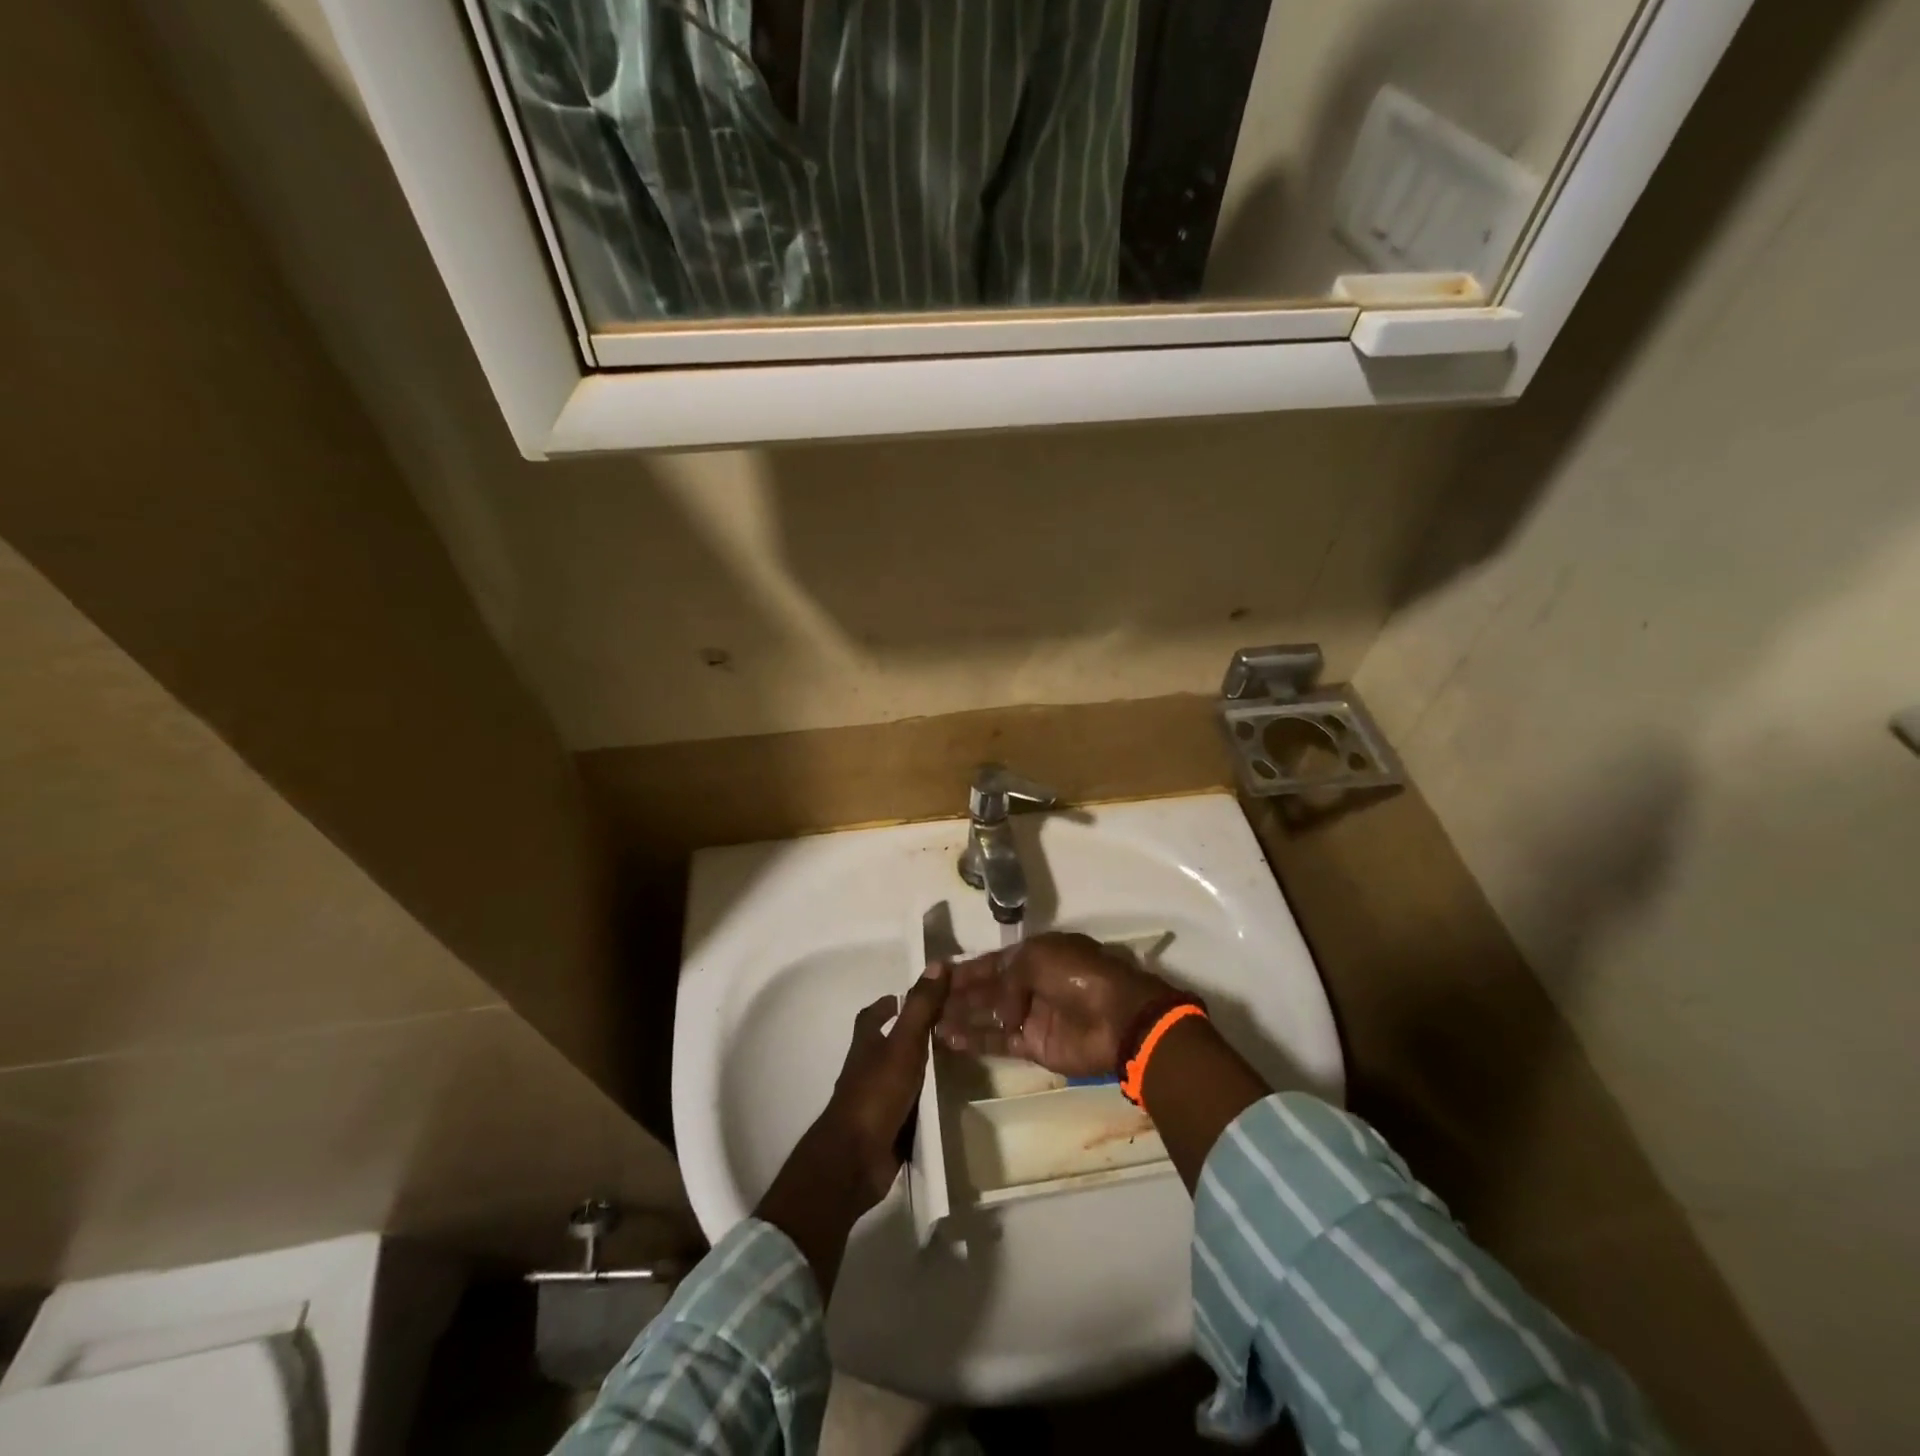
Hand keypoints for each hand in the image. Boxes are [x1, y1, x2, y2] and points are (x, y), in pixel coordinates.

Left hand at [816, 963, 950, 1203]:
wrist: (855, 1160)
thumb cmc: (876, 1094)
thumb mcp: (903, 1044)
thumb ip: (920, 1007)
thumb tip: (937, 964)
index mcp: (866, 1046)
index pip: (872, 1016)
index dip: (887, 1005)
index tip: (906, 997)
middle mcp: (867, 1070)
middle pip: (886, 1045)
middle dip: (910, 1036)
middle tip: (946, 1027)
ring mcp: (875, 1102)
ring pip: (899, 1077)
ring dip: (920, 1069)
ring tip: (955, 1061)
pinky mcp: (886, 1129)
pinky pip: (908, 1109)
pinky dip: (923, 1103)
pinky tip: (947, 1101)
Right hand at [934, 932, 1174, 1077]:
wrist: (1118, 1018)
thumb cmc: (1078, 976)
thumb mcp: (1038, 958)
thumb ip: (1007, 977)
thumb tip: (999, 1009)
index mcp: (1035, 955)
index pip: (993, 962)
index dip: (967, 969)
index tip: (938, 974)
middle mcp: (1031, 983)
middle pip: (988, 989)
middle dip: (959, 994)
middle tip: (927, 1000)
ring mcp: (1032, 1015)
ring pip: (989, 1015)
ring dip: (962, 1017)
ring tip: (930, 1022)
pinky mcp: (1034, 1045)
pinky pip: (999, 1041)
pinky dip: (975, 1040)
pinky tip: (949, 1039)